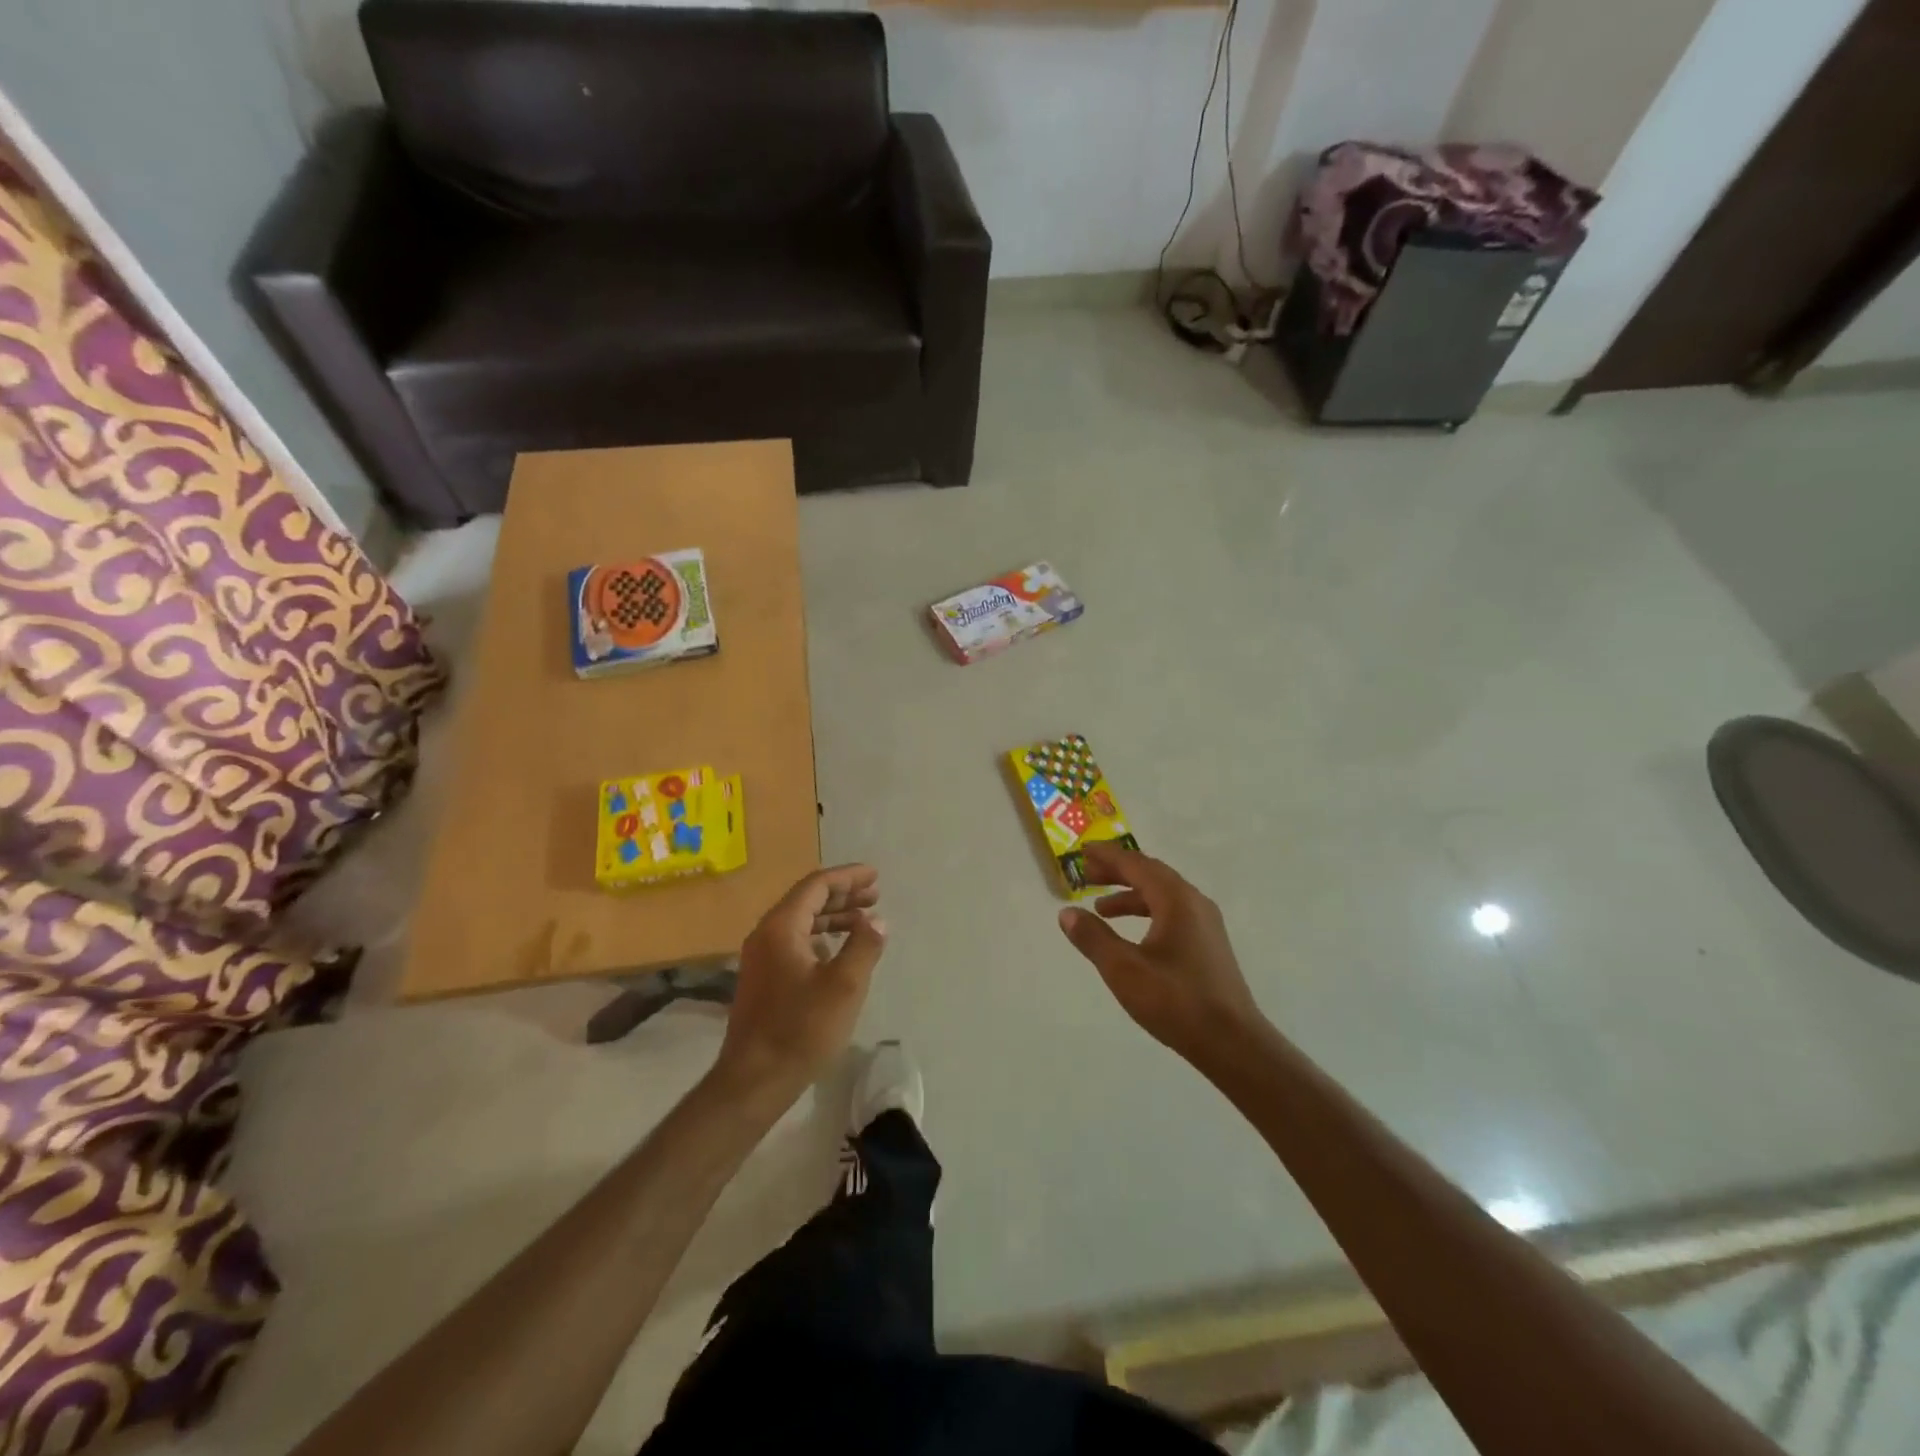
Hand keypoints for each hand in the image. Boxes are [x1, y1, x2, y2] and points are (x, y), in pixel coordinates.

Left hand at [717, 865, 886, 1100]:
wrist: (754, 1081)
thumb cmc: (801, 1029)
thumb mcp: (845, 986)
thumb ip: (864, 945)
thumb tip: (876, 920)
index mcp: (781, 927)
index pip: (816, 885)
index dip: (848, 877)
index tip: (875, 876)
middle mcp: (766, 935)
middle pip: (807, 900)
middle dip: (843, 894)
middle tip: (875, 895)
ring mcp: (761, 958)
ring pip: (801, 922)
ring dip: (833, 917)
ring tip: (865, 920)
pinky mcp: (763, 980)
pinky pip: (795, 942)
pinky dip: (821, 937)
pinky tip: (839, 950)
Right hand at [1056, 843, 1263, 1064]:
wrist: (1233, 1043)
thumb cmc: (1175, 1001)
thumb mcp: (1123, 969)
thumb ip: (1093, 937)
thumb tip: (1067, 913)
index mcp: (1176, 899)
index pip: (1136, 864)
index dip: (1107, 857)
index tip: (1083, 852)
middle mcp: (1194, 903)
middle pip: (1151, 874)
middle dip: (1117, 872)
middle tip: (1086, 875)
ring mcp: (1206, 924)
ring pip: (1162, 895)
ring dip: (1131, 895)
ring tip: (1101, 908)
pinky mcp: (1209, 945)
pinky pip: (1172, 913)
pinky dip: (1147, 913)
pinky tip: (1133, 935)